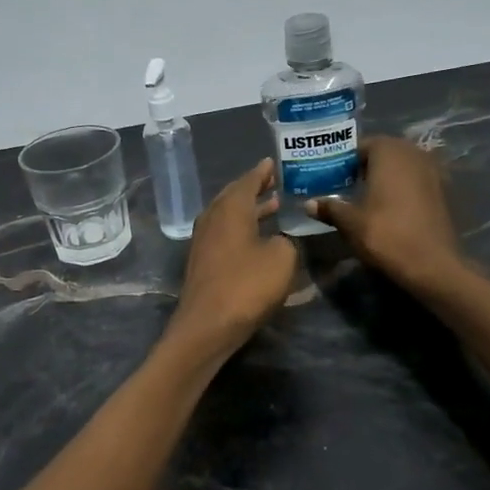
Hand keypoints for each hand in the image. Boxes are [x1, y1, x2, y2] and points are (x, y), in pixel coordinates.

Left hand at [168, 159, 300, 355]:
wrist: (207, 326)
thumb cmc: (246, 286)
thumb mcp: (282, 258)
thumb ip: (286, 241)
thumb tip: (278, 240)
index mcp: (230, 209)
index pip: (247, 181)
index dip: (262, 172)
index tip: (273, 163)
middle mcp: (213, 218)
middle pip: (234, 196)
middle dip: (254, 188)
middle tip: (274, 182)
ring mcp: (204, 240)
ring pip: (228, 216)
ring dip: (249, 210)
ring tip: (272, 206)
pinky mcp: (203, 261)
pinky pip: (225, 233)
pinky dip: (242, 228)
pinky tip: (257, 237)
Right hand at [309, 137, 465, 293]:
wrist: (433, 265)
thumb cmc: (386, 235)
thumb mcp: (350, 223)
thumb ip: (330, 207)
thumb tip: (308, 203)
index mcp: (389, 152)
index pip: (360, 145)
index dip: (343, 160)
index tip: (329, 176)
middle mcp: (413, 153)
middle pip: (383, 153)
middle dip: (364, 166)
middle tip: (344, 185)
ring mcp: (433, 170)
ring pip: (401, 166)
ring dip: (384, 177)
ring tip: (364, 197)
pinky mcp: (444, 191)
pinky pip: (416, 180)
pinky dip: (402, 188)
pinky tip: (389, 208)